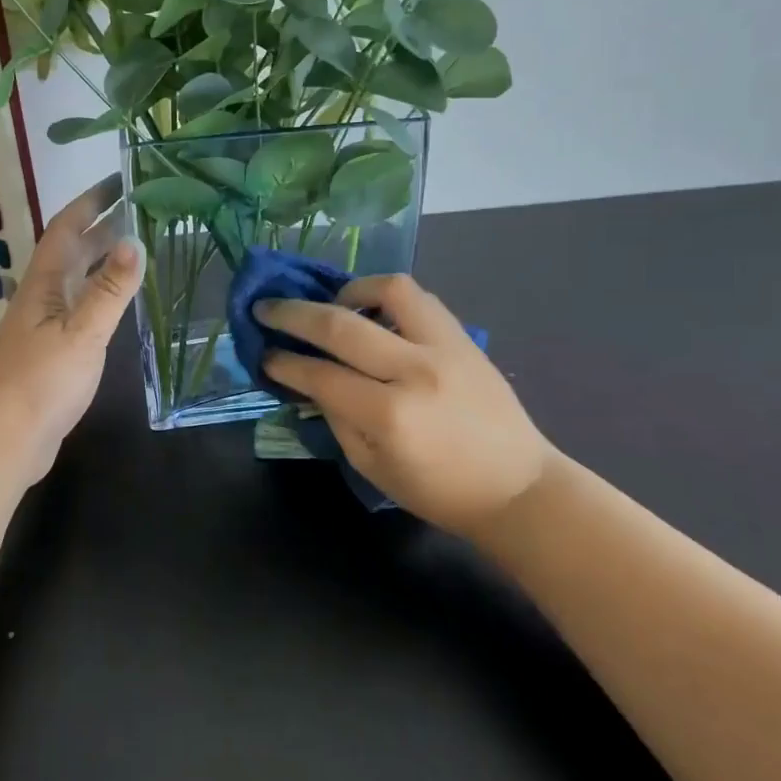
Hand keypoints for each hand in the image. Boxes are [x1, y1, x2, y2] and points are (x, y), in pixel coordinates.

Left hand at [0, 175, 144, 484]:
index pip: (67, 228)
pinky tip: (120, 303)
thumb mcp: (82, 333)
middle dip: (103, 226)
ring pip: (78, 280)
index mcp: (45, 284)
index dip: (91, 201)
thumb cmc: (40, 381)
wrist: (3, 440)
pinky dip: (102, 295)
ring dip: (103, 260)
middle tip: (143, 210)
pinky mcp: (53, 353)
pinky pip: (82, 308)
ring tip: (139, 247)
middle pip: (73, 251)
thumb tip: (136, 240)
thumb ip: (110, 290)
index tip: (120, 180)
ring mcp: (46, 326)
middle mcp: (43, 297)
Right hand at [255, 274, 556, 537]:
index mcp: (389, 415)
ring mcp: (444, 346)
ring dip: (348, 290)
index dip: (283, 362)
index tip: (263, 354)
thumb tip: (308, 378)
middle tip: (266, 308)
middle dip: (292, 314)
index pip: (320, 374)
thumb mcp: (372, 467)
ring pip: (387, 290)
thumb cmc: (439, 491)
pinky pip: (419, 298)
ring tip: (332, 304)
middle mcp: (414, 370)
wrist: (517, 487)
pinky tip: (373, 312)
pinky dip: (386, 296)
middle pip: (339, 325)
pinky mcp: (464, 336)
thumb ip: (336, 417)